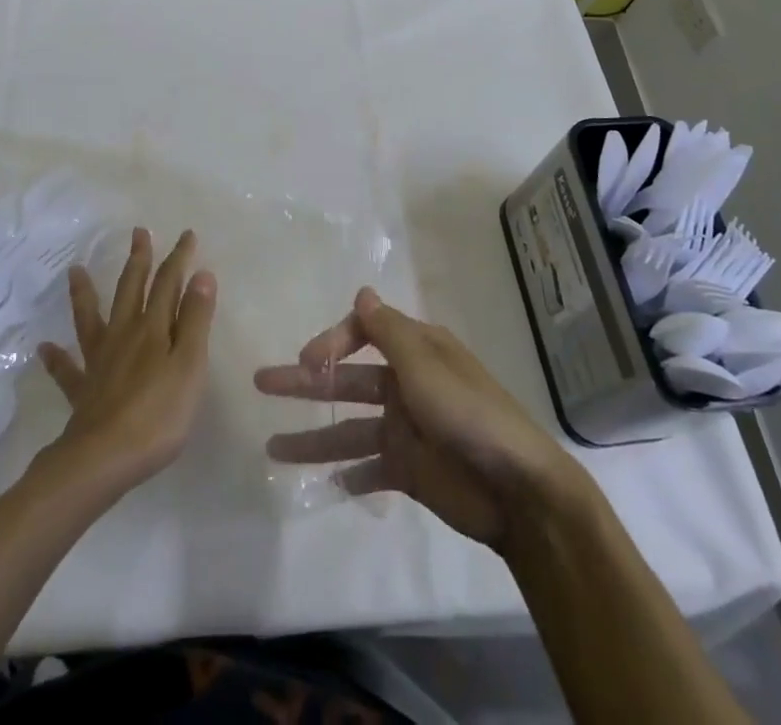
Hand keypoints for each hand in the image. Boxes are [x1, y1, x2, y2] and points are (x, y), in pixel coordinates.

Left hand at [38, 228, 215, 494]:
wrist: (104, 458)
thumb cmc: (159, 414)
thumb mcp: (190, 365)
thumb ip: (195, 320)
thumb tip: (201, 274)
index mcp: (153, 328)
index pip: (168, 283)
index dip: (179, 258)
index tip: (187, 235)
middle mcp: (124, 335)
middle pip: (131, 289)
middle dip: (138, 260)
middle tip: (138, 232)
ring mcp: (99, 361)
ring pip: (91, 318)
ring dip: (85, 293)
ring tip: (75, 270)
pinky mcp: (82, 390)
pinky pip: (66, 370)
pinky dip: (56, 358)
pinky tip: (43, 348)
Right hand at [254, 287, 572, 550]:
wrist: (518, 491)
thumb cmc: (469, 415)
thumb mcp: (425, 366)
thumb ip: (388, 331)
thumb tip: (363, 289)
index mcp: (415, 351)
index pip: (362, 332)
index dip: (332, 341)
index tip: (308, 361)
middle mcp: (406, 384)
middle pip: (347, 380)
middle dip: (306, 382)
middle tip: (262, 384)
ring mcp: (406, 428)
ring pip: (349, 428)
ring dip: (314, 437)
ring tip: (272, 449)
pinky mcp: (409, 470)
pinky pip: (370, 468)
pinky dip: (348, 475)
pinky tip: (325, 483)